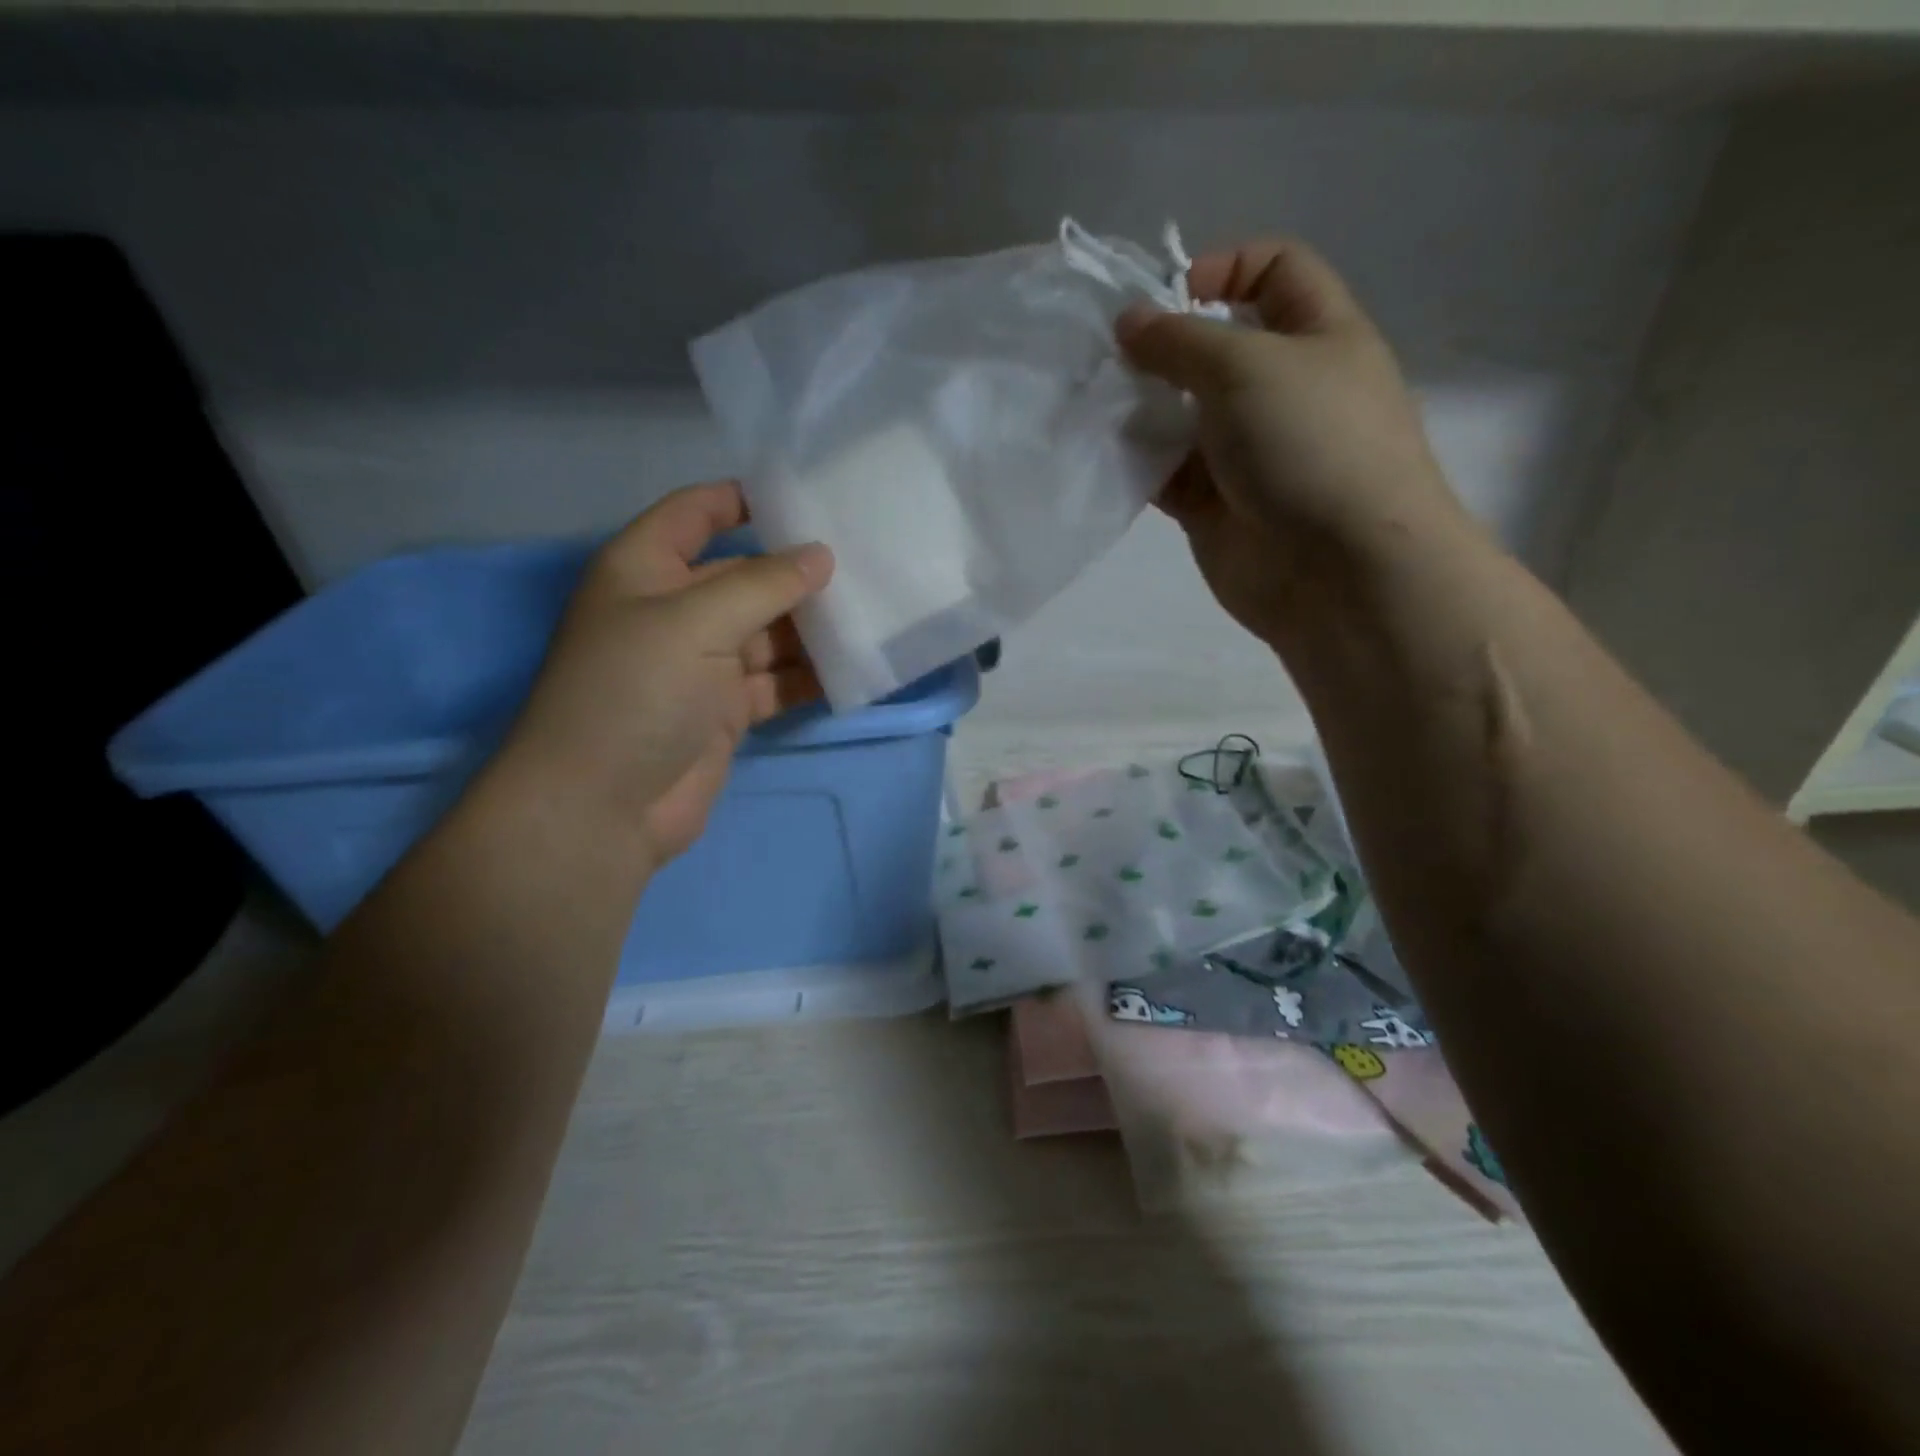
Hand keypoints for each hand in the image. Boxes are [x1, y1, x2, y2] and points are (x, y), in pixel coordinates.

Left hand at [498, 481, 832, 873]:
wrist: (603, 807)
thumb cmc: (634, 693)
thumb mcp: (695, 622)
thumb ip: (763, 585)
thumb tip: (822, 555)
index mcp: (647, 569)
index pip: (697, 513)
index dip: (745, 499)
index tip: (810, 497)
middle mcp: (676, 610)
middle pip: (747, 577)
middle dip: (800, 573)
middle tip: (869, 561)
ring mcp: (704, 664)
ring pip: (770, 633)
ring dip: (815, 629)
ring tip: (875, 613)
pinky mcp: (728, 710)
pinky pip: (779, 681)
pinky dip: (812, 677)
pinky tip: (857, 668)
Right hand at [1117, 239, 1467, 645]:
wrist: (1338, 571)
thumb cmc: (1309, 444)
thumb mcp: (1246, 366)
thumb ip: (1180, 340)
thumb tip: (1129, 322)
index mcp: (1317, 336)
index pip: (1276, 271)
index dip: (1224, 266)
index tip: (1168, 294)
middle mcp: (1281, 390)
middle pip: (1215, 349)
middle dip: (1164, 347)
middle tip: (1113, 360)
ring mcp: (1246, 453)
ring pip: (1182, 416)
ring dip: (1141, 410)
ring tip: (1100, 408)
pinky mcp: (1214, 506)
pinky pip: (1167, 473)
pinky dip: (1138, 464)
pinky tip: (1108, 458)